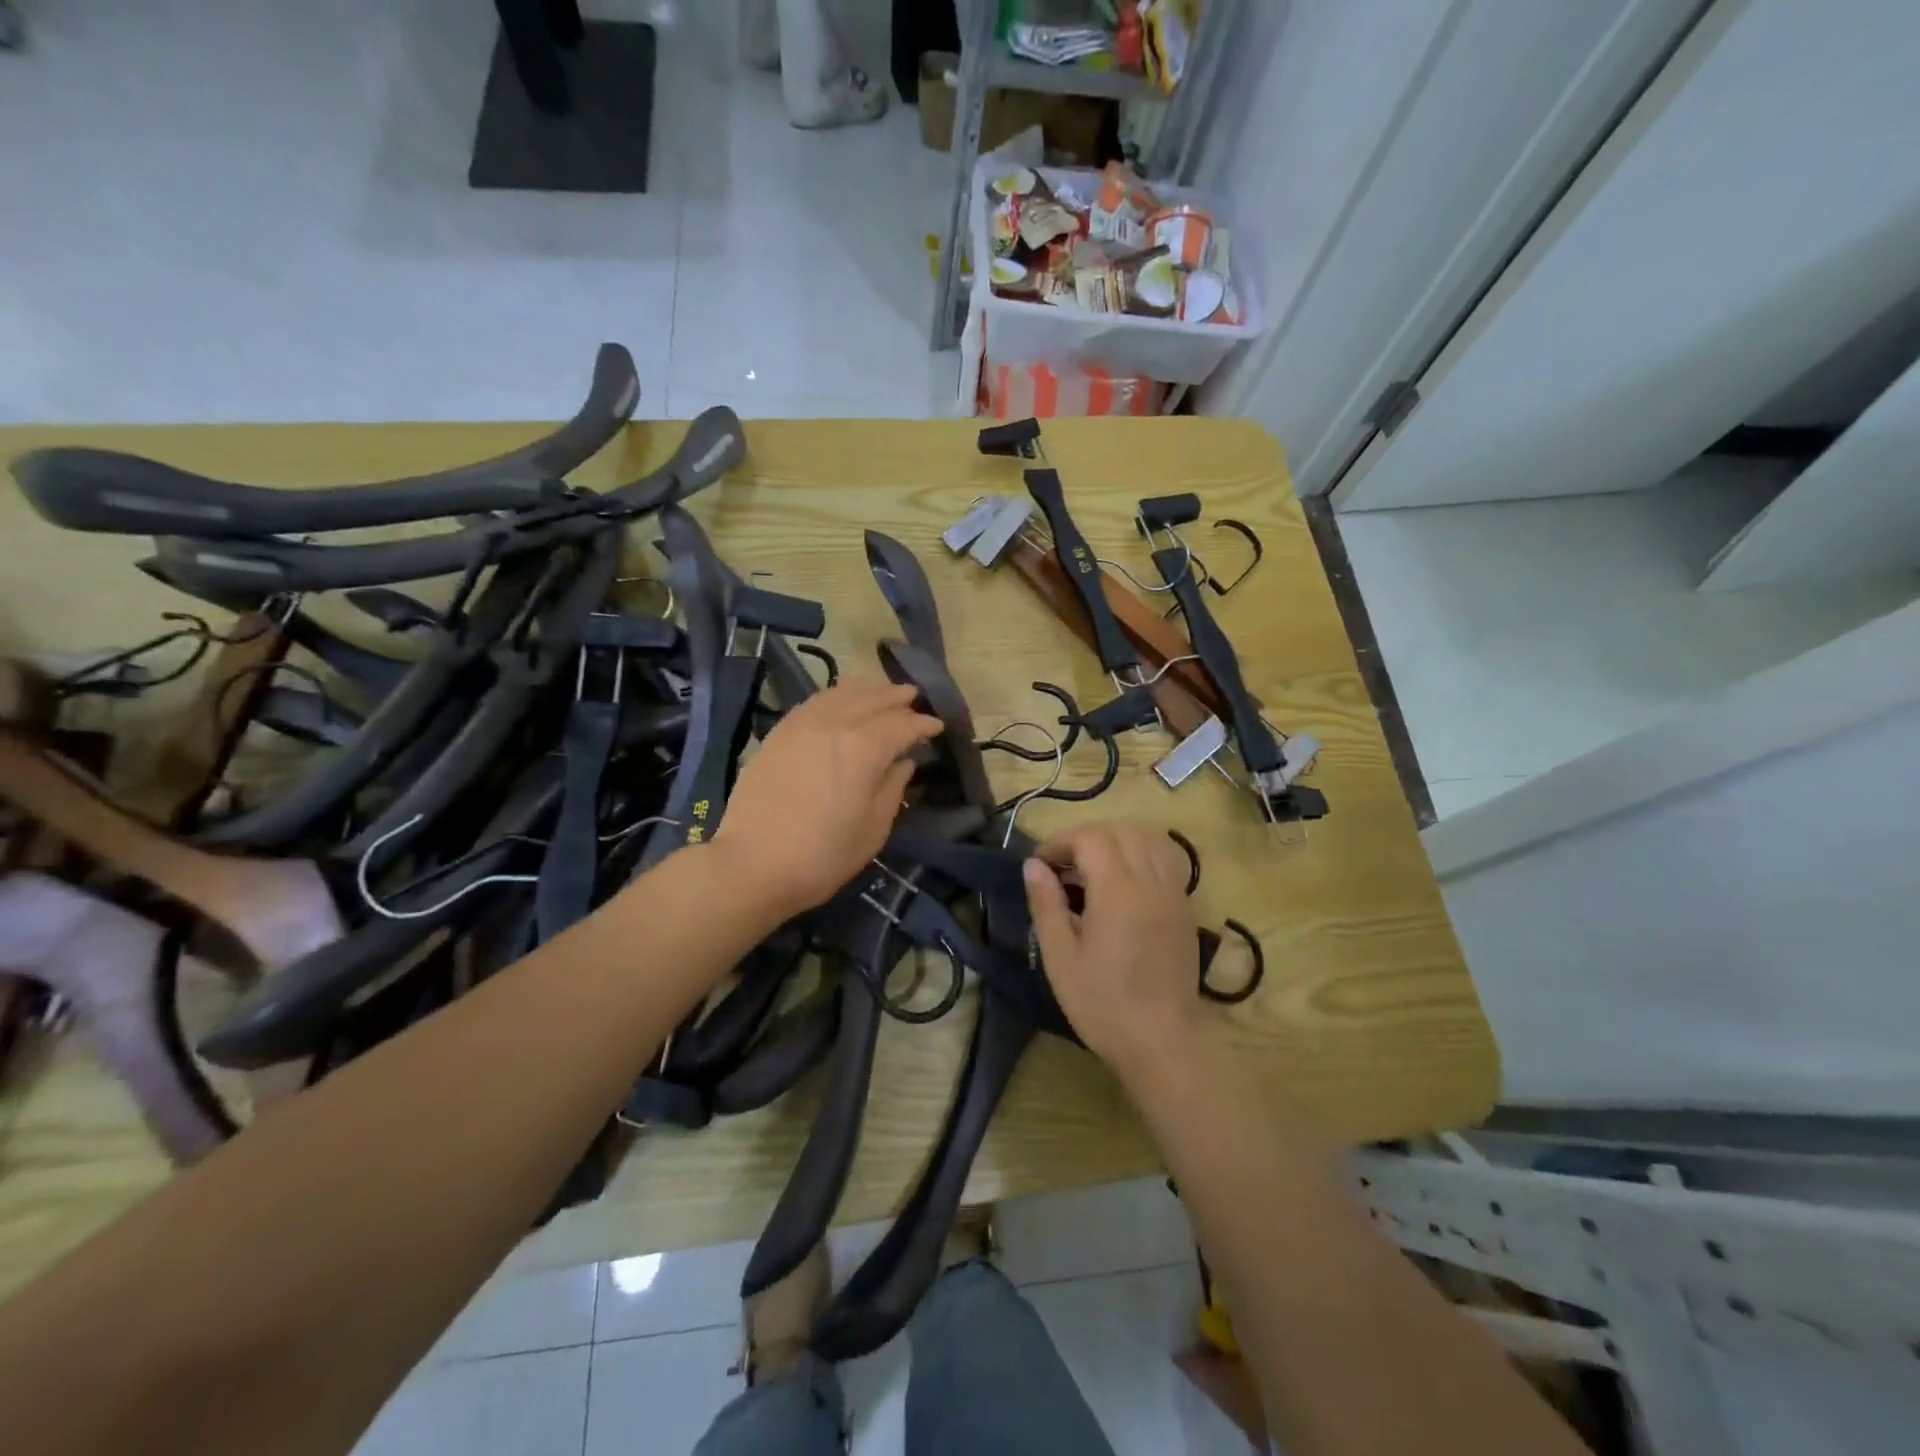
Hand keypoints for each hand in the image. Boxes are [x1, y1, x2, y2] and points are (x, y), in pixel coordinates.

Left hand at [715, 681, 941, 920]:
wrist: (751, 865)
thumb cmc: (822, 856)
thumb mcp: (873, 829)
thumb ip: (893, 788)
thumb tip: (904, 762)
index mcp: (864, 748)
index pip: (903, 724)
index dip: (923, 724)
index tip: (937, 726)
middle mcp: (834, 723)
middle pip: (873, 699)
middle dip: (897, 697)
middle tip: (914, 698)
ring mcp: (802, 724)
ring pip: (842, 692)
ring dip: (867, 690)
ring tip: (881, 694)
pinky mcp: (779, 732)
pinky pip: (815, 701)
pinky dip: (837, 696)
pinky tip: (842, 703)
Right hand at [1024, 822, 1203, 1084]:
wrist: (1161, 1042)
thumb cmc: (1102, 1003)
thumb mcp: (1060, 957)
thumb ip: (1046, 904)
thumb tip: (1033, 865)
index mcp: (1118, 891)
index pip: (1090, 838)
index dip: (1060, 841)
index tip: (1040, 863)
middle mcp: (1151, 882)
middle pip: (1120, 831)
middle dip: (1086, 837)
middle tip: (1063, 864)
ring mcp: (1174, 893)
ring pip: (1149, 839)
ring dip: (1117, 840)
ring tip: (1094, 867)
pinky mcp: (1186, 908)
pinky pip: (1167, 860)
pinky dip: (1142, 854)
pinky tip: (1125, 881)